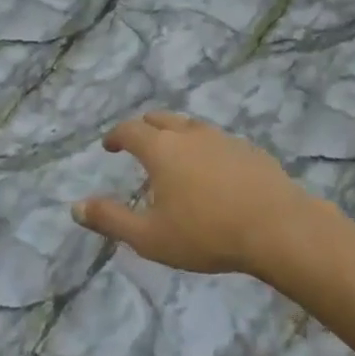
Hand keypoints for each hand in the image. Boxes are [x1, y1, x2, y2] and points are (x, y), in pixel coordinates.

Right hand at [73, 112, 316, 276]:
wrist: (279, 228)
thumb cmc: (206, 233)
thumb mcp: (150, 237)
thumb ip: (111, 219)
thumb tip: (75, 207)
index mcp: (161, 149)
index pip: (130, 130)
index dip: (115, 136)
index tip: (108, 146)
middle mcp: (190, 134)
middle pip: (160, 118)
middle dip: (144, 127)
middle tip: (138, 143)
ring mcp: (223, 138)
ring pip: (191, 126)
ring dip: (176, 134)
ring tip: (175, 154)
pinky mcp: (250, 150)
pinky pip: (218, 141)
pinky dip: (205, 148)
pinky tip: (213, 170)